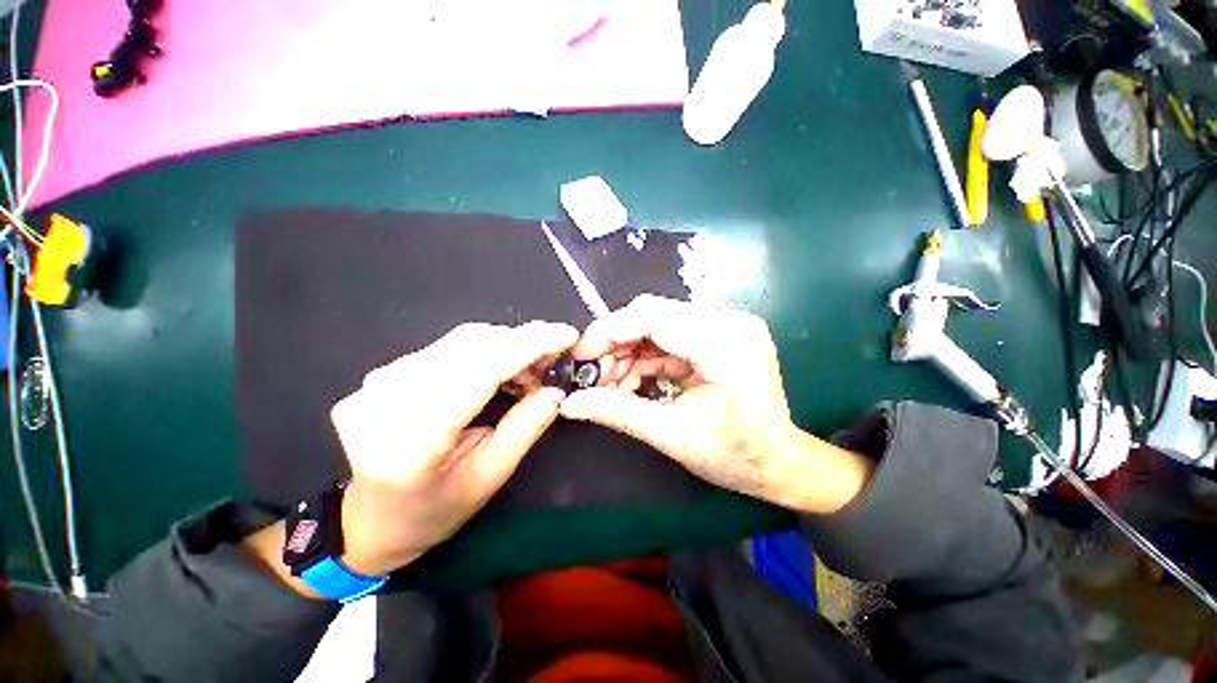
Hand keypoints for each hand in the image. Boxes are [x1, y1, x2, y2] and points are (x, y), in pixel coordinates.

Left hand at [329, 321, 576, 575]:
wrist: (369, 520)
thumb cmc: (433, 510)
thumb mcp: (490, 477)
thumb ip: (526, 428)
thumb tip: (556, 390)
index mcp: (414, 438)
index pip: (481, 369)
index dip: (529, 345)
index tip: (566, 334)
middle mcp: (388, 398)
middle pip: (472, 344)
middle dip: (523, 344)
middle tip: (552, 362)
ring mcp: (378, 381)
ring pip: (461, 340)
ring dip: (506, 346)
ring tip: (529, 372)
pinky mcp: (383, 373)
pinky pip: (447, 347)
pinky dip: (485, 350)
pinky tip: (500, 370)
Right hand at [560, 295, 870, 513]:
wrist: (781, 462)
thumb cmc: (736, 457)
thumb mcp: (673, 437)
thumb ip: (619, 413)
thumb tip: (570, 404)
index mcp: (724, 345)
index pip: (653, 317)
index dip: (609, 331)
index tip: (580, 356)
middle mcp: (728, 323)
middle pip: (653, 314)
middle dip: (615, 342)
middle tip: (593, 375)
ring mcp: (726, 325)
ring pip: (658, 323)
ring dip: (628, 350)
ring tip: (610, 383)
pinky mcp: (719, 334)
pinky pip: (670, 335)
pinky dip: (645, 355)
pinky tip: (631, 379)